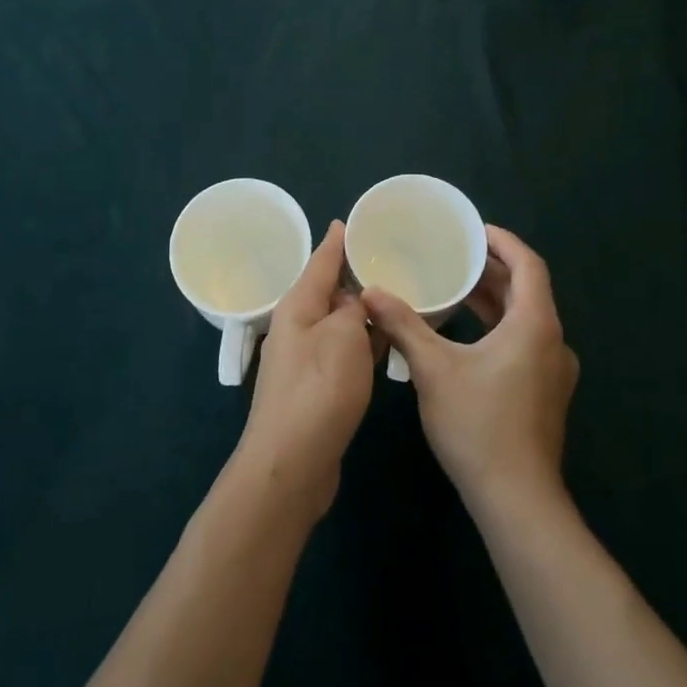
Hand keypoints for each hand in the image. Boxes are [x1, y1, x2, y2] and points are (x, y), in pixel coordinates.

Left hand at [235, 221, 380, 521]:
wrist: (291, 464)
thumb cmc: (319, 390)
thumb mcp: (343, 336)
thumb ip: (353, 309)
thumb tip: (352, 303)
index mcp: (298, 305)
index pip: (321, 261)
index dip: (337, 241)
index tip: (350, 221)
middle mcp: (296, 327)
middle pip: (328, 291)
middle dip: (355, 277)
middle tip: (389, 262)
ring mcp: (303, 360)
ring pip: (337, 324)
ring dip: (361, 314)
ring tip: (395, 300)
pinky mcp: (314, 389)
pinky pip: (342, 353)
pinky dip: (361, 345)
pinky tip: (384, 346)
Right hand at [364, 225, 578, 516]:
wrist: (516, 500)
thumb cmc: (478, 425)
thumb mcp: (433, 369)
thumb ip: (403, 325)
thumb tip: (371, 293)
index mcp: (535, 325)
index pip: (529, 264)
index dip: (503, 242)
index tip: (473, 231)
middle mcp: (553, 342)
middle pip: (527, 290)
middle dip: (491, 270)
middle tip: (454, 256)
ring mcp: (553, 371)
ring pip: (525, 319)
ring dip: (494, 300)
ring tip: (454, 288)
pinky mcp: (545, 394)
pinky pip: (524, 342)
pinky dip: (498, 327)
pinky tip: (465, 336)